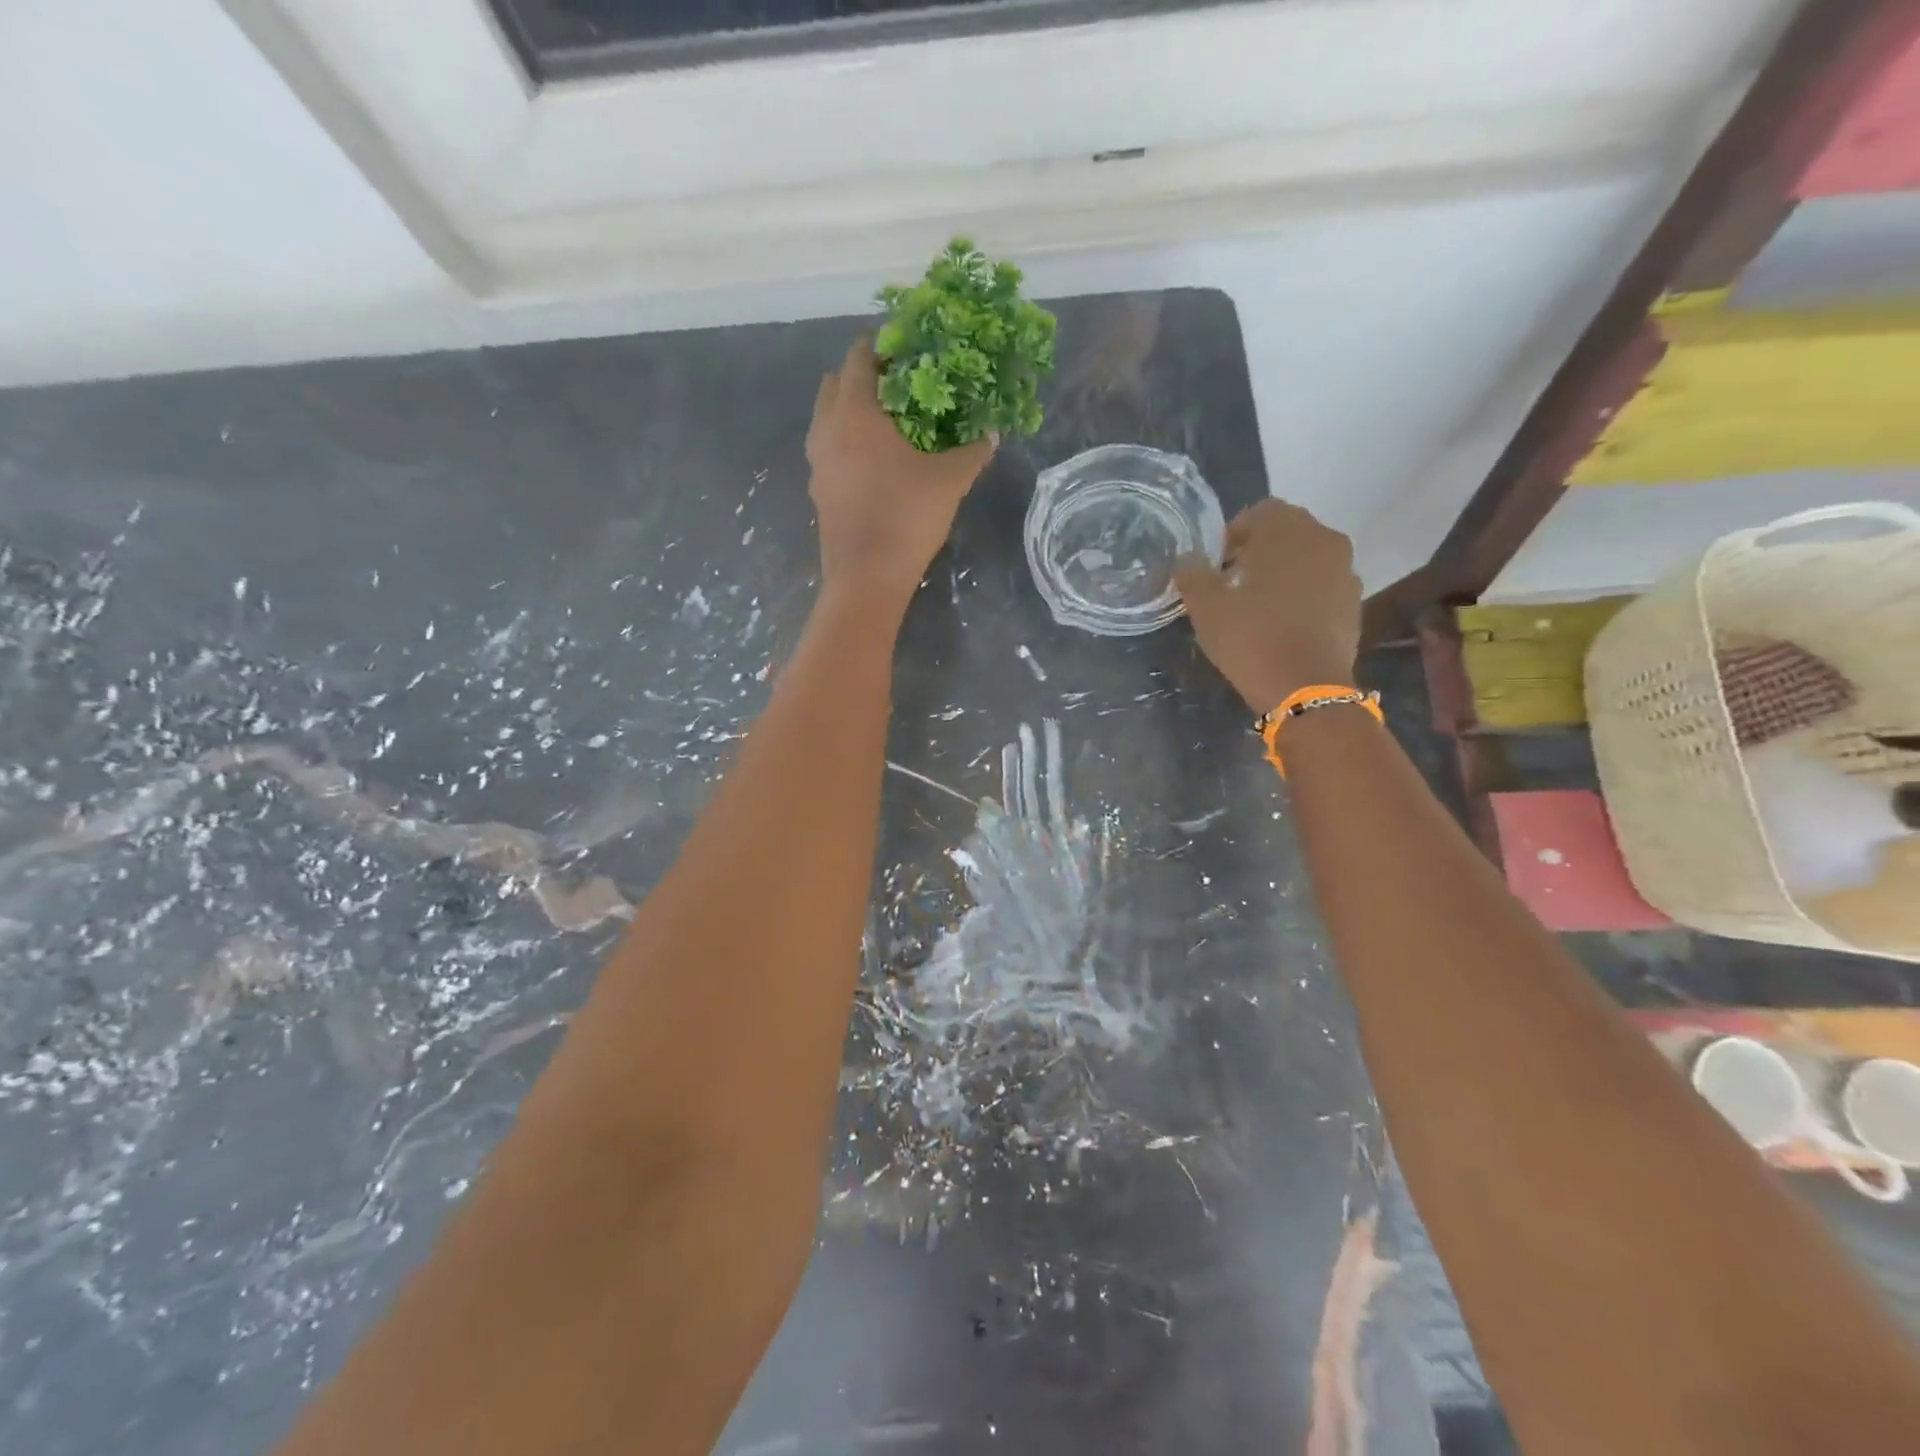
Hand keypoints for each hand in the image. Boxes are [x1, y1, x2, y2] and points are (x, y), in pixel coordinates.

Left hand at [805, 336, 995, 607]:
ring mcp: (816, 462)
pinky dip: (844, 444)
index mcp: (855, 413)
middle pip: (835, 383)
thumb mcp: (949, 482)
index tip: (907, 353)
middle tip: (897, 389)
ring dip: (849, 412)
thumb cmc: (906, 518)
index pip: (859, 358)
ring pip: (826, 419)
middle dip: (861, 378)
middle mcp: (826, 429)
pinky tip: (873, 464)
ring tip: (886, 426)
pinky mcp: (817, 490)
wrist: (867, 578)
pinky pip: (827, 450)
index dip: (882, 348)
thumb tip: (991, 434)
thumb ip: (972, 453)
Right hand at [1172, 499, 1360, 713]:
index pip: (1260, 511)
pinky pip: (1323, 585)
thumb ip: (1193, 575)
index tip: (1216, 562)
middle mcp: (1325, 541)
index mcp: (1289, 531)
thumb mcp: (1207, 607)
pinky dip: (1303, 593)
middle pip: (1288, 532)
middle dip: (1259, 549)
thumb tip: (1187, 559)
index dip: (1234, 533)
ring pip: (1308, 558)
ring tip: (1258, 602)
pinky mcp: (1354, 603)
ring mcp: (1346, 572)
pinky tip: (1283, 622)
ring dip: (1283, 570)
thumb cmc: (1252, 638)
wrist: (1307, 688)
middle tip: (1232, 580)